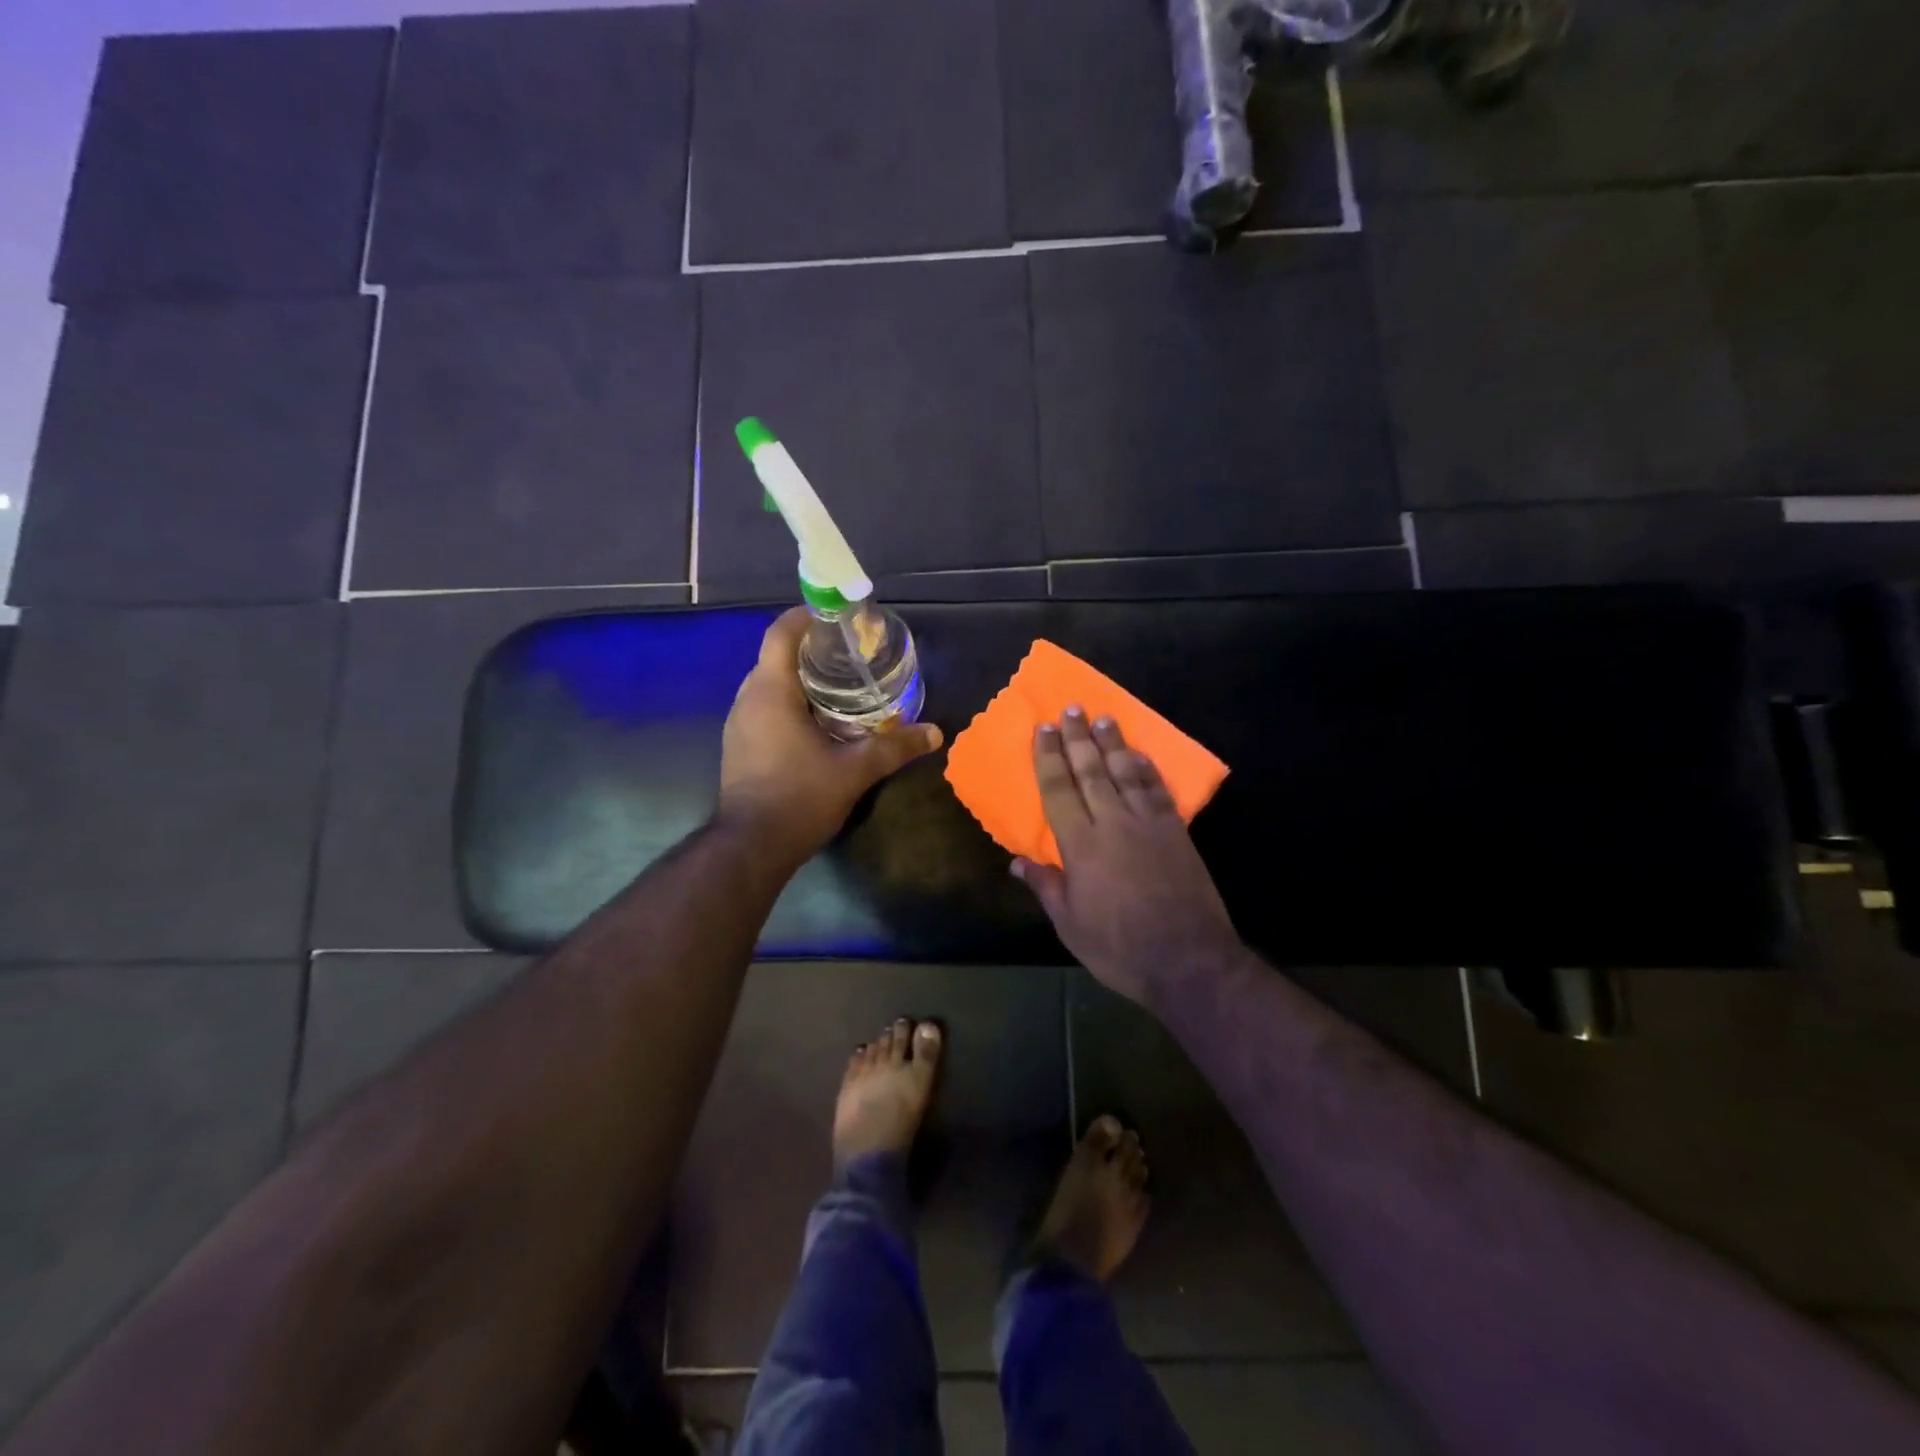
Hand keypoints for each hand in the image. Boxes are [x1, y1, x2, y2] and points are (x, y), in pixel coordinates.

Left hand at [718, 607, 941, 864]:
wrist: (751, 847)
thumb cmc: (800, 798)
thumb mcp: (855, 770)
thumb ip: (894, 747)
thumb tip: (936, 732)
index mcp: (770, 692)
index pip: (780, 634)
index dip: (805, 617)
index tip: (835, 616)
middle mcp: (747, 700)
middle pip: (775, 657)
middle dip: (810, 650)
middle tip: (850, 655)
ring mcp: (739, 725)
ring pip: (769, 685)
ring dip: (799, 679)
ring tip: (839, 686)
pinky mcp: (739, 747)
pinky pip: (764, 709)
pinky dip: (790, 703)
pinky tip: (819, 722)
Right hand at [1013, 709, 1240, 1007]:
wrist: (1188, 960)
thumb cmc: (1119, 947)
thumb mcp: (1070, 925)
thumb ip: (1046, 887)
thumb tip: (1017, 862)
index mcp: (1081, 845)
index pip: (1059, 789)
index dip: (1049, 756)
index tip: (1043, 728)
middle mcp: (1113, 823)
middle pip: (1092, 771)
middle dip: (1078, 738)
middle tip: (1072, 709)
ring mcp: (1149, 824)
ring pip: (1126, 773)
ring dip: (1113, 744)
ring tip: (1103, 719)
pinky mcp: (1176, 831)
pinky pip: (1158, 790)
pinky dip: (1147, 769)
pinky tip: (1140, 756)